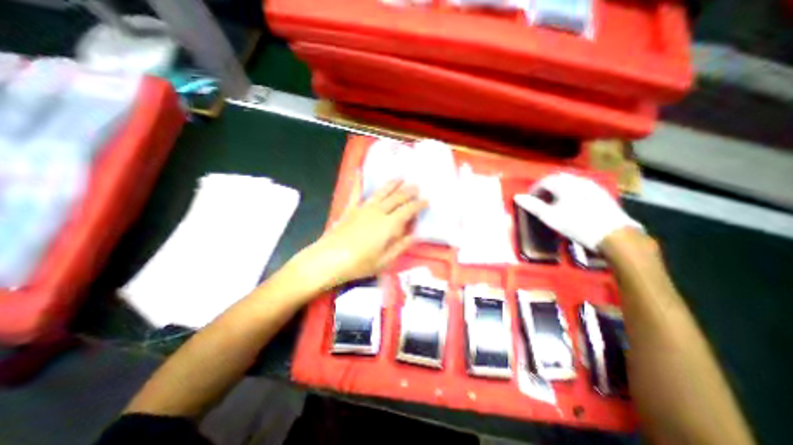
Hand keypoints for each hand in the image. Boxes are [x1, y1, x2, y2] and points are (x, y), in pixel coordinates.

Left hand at [291, 181, 426, 292]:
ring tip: (401, 177)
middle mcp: (378, 212)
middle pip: (397, 198)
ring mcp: (363, 208)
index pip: (408, 210)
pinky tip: (359, 172)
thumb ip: (401, 246)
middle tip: (417, 186)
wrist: (328, 260)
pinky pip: (356, 192)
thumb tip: (414, 235)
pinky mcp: (350, 209)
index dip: (418, 205)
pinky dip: (358, 182)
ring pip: (381, 192)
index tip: (426, 201)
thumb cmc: (359, 264)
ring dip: (392, 184)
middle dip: (408, 191)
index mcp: (389, 225)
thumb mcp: (385, 261)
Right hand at [517, 173, 640, 250]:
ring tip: (554, 201)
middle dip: (546, 186)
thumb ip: (532, 205)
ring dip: (558, 188)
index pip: (544, 181)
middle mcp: (578, 180)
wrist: (613, 234)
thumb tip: (517, 196)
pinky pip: (581, 186)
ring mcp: (592, 185)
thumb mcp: (549, 217)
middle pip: (557, 178)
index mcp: (564, 185)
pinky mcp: (601, 193)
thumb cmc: (576, 225)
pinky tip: (572, 202)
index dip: (534, 189)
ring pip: (570, 181)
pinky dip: (571, 190)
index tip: (529, 198)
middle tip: (541, 198)